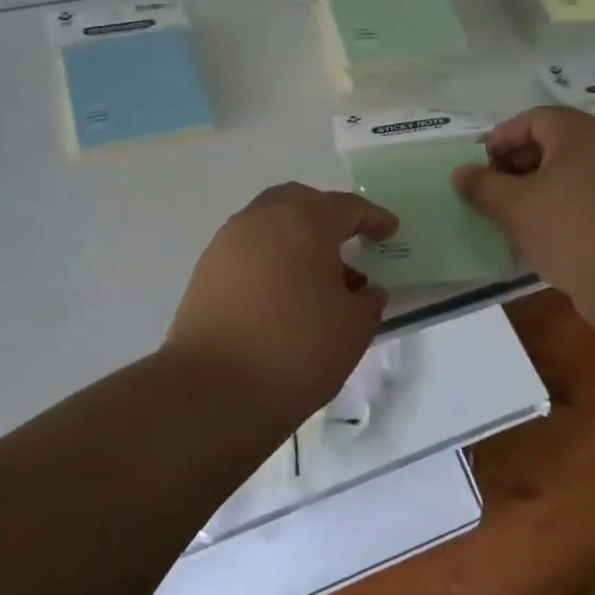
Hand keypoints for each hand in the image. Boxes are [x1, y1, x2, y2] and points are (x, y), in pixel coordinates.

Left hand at [161, 184, 398, 430]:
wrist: (212, 390)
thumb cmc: (296, 349)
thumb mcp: (353, 328)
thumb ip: (368, 301)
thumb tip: (365, 290)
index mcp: (303, 221)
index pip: (346, 207)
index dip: (372, 218)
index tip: (389, 230)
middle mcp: (261, 219)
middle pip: (300, 203)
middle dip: (327, 218)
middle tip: (347, 243)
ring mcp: (227, 243)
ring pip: (270, 225)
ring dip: (296, 240)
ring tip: (317, 281)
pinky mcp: (205, 271)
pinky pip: (248, 251)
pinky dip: (271, 260)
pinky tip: (283, 296)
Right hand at [452, 106, 594, 308]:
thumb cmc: (569, 228)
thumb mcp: (514, 205)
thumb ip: (483, 185)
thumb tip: (460, 172)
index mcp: (578, 131)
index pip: (530, 120)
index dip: (500, 140)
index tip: (478, 169)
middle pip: (549, 144)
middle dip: (514, 167)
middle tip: (490, 193)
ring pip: (566, 174)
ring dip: (534, 191)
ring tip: (509, 217)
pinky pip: (583, 197)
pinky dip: (558, 209)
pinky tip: (538, 236)